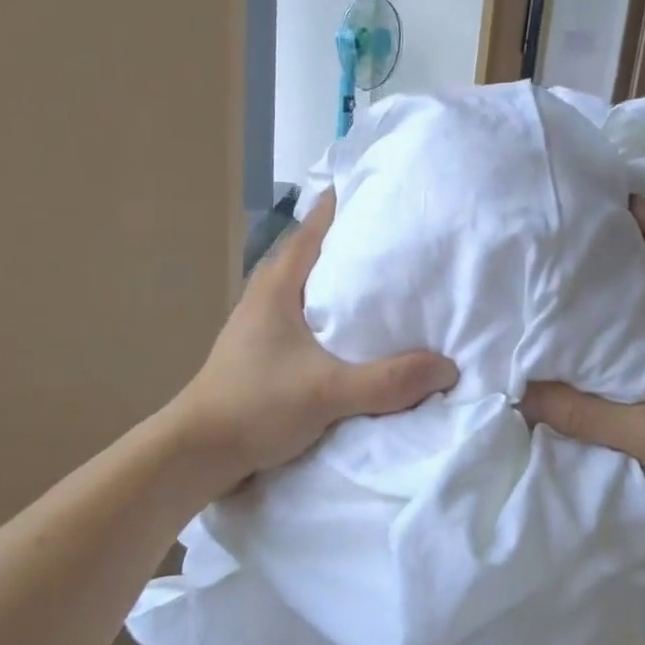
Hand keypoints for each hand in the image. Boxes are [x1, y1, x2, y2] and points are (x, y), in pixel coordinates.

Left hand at [171, 191, 457, 491]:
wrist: (196, 453)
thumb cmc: (255, 406)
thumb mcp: (328, 393)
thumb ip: (388, 381)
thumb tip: (447, 367)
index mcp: (278, 284)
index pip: (315, 226)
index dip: (347, 205)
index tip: (386, 192)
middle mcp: (268, 294)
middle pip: (315, 252)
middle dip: (355, 242)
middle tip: (403, 237)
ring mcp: (261, 322)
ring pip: (310, 287)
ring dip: (343, 281)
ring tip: (388, 282)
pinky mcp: (263, 350)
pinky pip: (307, 317)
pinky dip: (333, 314)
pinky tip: (358, 332)